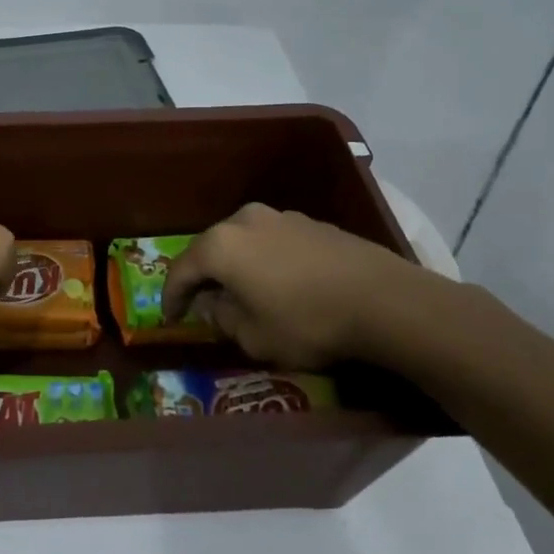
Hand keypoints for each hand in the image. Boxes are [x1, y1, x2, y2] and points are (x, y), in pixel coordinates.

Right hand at [163, 204, 429, 371]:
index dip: (172, 297)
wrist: (383, 300)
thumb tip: (213, 305)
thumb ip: (222, 318)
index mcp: (221, 245)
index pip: (181, 270)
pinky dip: (264, 262)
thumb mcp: (253, 336)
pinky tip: (278, 284)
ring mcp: (280, 217)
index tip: (170, 319)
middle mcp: (244, 220)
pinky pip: (272, 243)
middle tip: (202, 304)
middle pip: (210, 249)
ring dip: (236, 267)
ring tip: (242, 294)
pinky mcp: (310, 223)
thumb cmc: (307, 322)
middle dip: (203, 278)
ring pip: (243, 243)